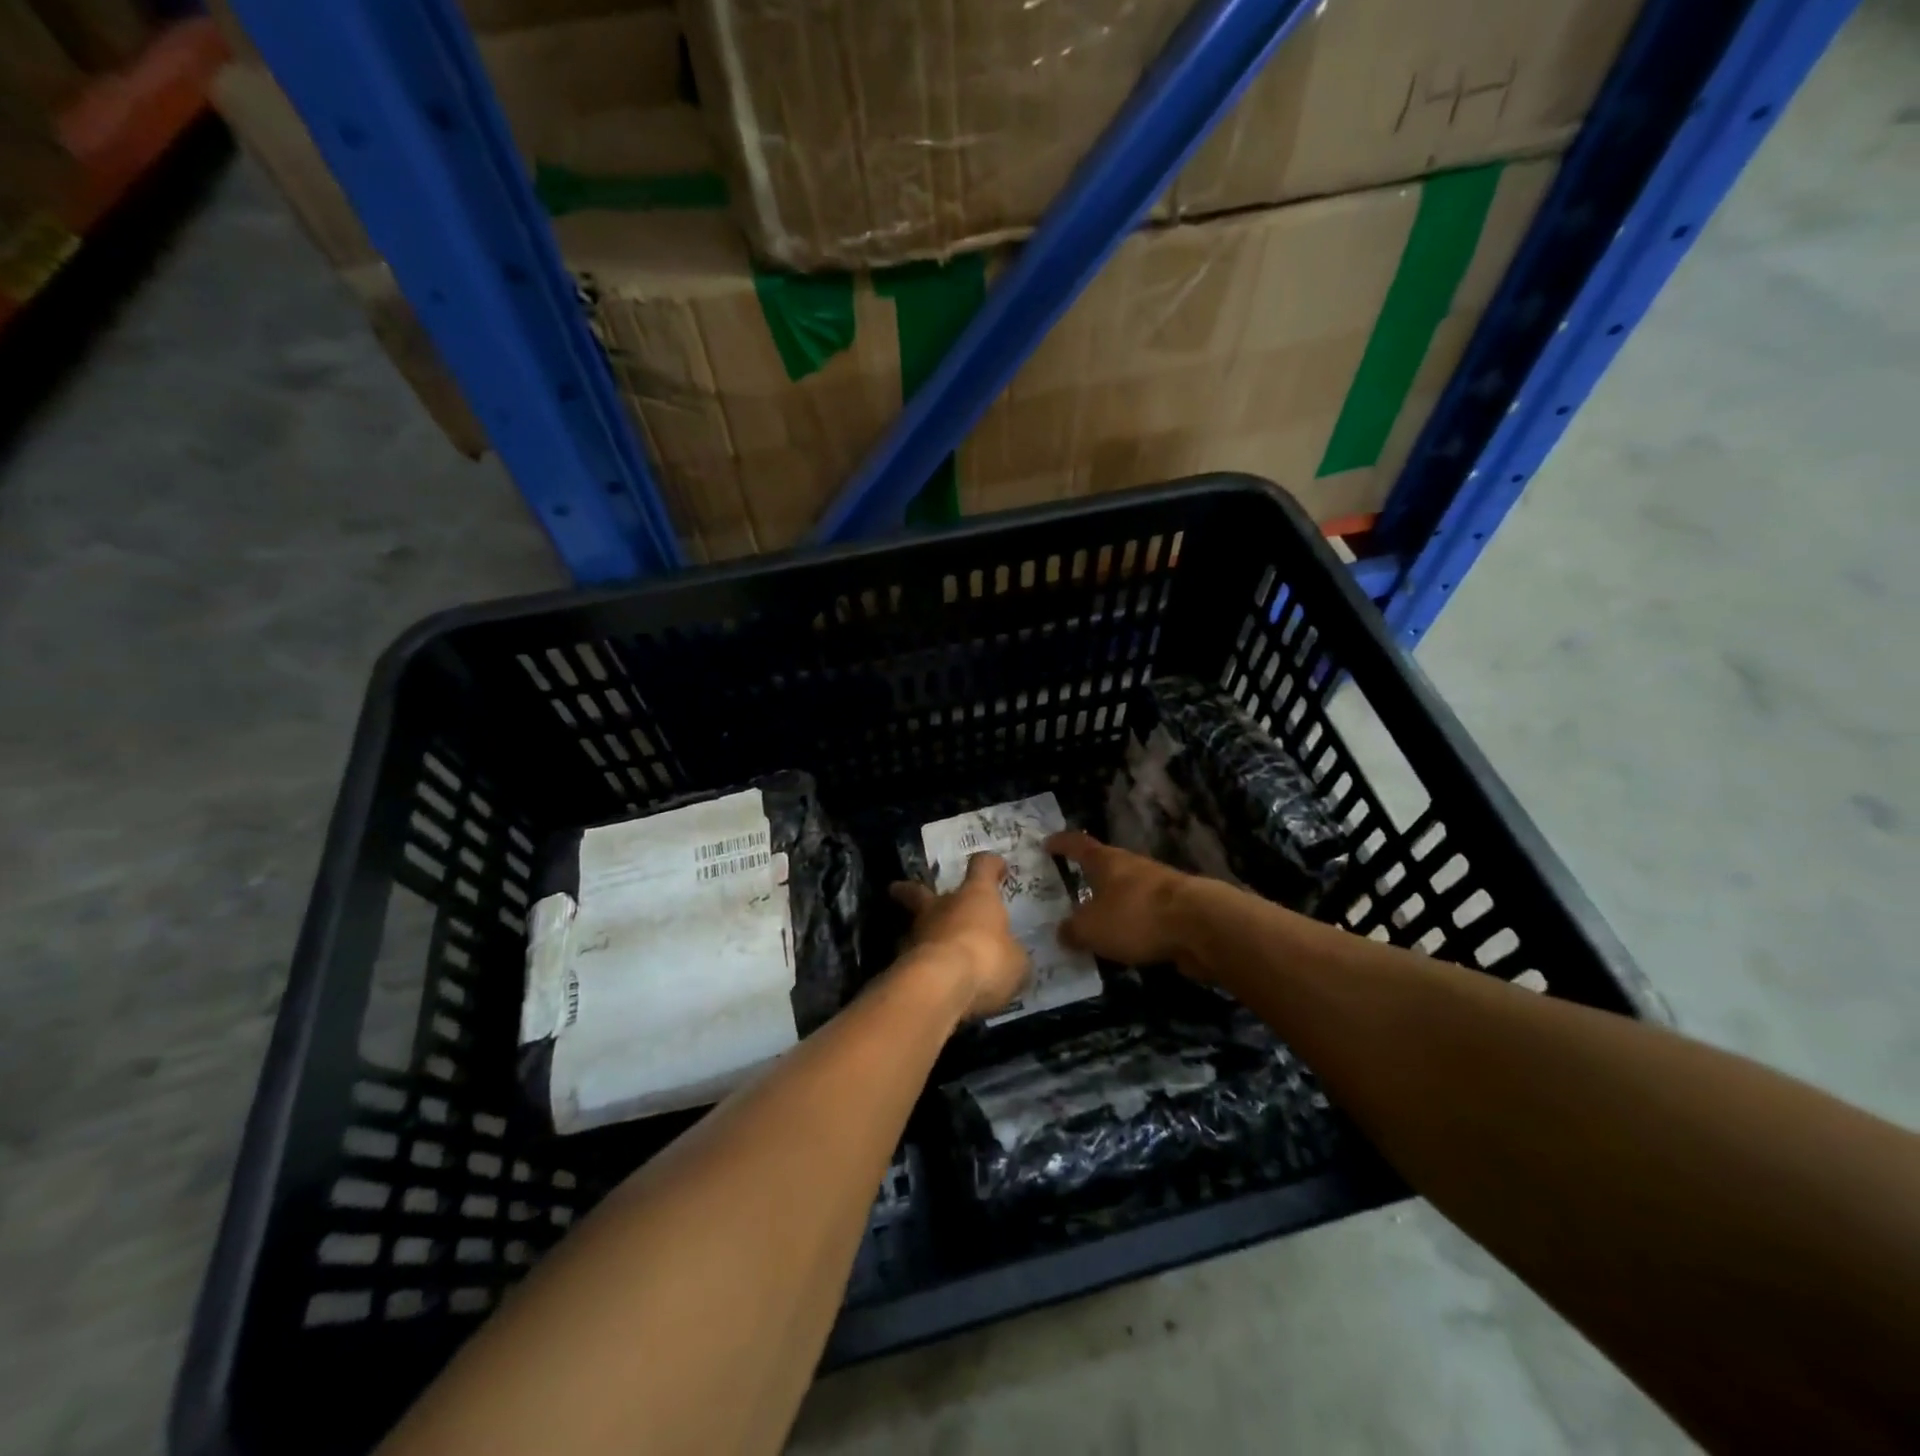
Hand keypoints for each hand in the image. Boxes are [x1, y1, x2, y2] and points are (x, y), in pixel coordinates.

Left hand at [889, 853, 1029, 1019]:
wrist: (940, 986)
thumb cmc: (987, 961)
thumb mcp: (1016, 962)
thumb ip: (1011, 955)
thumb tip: (1011, 957)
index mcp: (976, 896)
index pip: (982, 867)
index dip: (990, 865)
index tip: (997, 867)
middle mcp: (942, 907)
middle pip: (919, 891)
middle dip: (911, 890)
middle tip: (900, 889)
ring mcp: (917, 933)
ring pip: (912, 926)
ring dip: (919, 933)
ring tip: (926, 948)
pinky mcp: (901, 962)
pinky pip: (911, 958)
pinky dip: (918, 964)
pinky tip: (927, 979)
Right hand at [1045, 830, 1199, 970]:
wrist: (1201, 926)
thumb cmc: (1136, 916)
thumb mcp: (1091, 928)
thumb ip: (1072, 930)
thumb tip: (1063, 932)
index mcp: (1106, 861)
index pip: (1077, 844)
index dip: (1061, 844)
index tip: (1047, 843)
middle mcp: (1131, 866)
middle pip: (1104, 867)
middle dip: (1087, 879)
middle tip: (1068, 894)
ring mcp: (1157, 886)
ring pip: (1126, 892)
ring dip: (1111, 905)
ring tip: (1094, 925)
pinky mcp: (1176, 909)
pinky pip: (1144, 915)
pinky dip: (1132, 925)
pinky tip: (1124, 944)